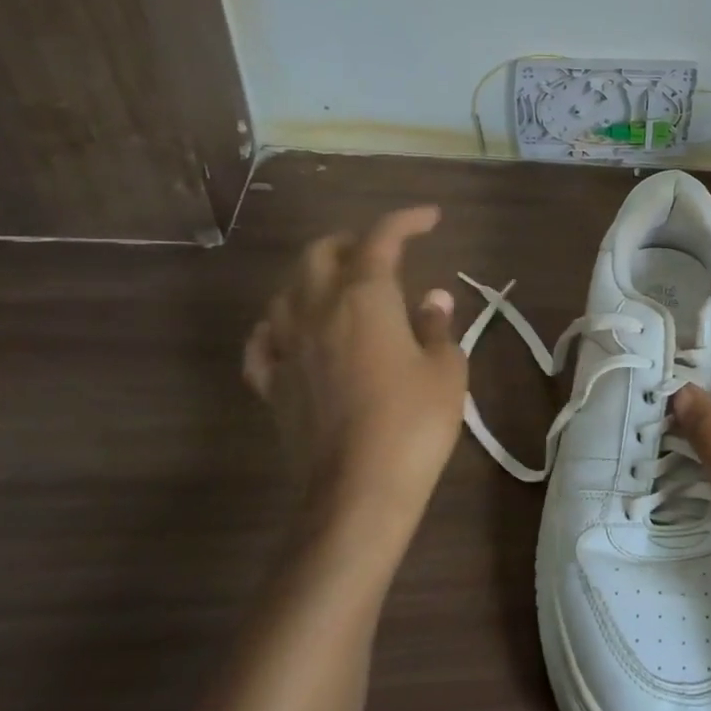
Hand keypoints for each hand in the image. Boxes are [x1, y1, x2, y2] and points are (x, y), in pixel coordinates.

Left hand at [244, 207, 466, 553]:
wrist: (356, 492)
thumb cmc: (413, 423)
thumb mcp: (446, 370)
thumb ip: (437, 327)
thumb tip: (432, 298)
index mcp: (365, 299)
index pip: (382, 239)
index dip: (406, 220)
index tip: (431, 218)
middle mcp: (317, 310)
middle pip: (321, 253)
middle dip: (353, 241)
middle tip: (384, 251)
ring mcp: (287, 347)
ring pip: (286, 289)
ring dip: (315, 275)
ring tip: (341, 284)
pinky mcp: (271, 384)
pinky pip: (264, 339)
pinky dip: (280, 322)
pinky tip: (292, 330)